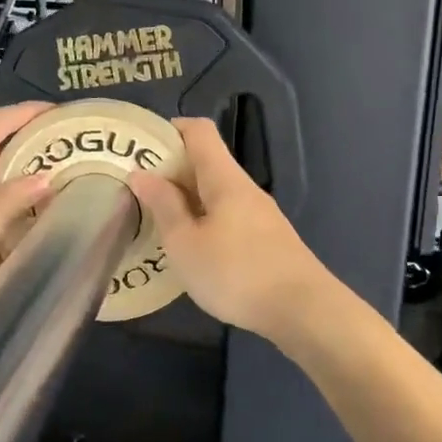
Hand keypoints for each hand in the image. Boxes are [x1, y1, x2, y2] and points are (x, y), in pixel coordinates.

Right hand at [128, 118, 330, 344]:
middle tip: (137, 191)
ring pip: (216, 192)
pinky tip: (191, 248)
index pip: (199, 130)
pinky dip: (204, 220)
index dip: (171, 130)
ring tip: (158, 221)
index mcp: (224, 178)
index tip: (142, 148)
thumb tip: (140, 173)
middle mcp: (244, 187)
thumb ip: (163, 206)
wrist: (304, 311)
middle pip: (206, 161)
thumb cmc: (236, 273)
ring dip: (186, 199)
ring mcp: (259, 214)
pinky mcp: (266, 239)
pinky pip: (228, 215)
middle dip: (171, 170)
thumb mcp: (185, 243)